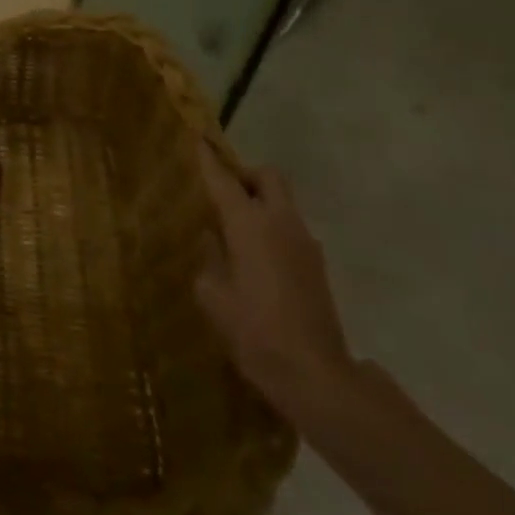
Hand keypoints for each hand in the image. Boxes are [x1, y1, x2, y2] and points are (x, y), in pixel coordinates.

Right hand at [193, 144, 355, 419]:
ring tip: (235, 230)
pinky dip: (272, 229)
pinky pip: (290, 230)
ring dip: (261, 204)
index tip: (197, 139)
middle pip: (268, 177)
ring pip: (282, 204)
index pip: (224, 179)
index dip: (208, 159)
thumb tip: (212, 241)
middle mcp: (281, 223)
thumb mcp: (213, 294)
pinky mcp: (317, 266)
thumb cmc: (254, 331)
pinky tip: (255, 259)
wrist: (315, 375)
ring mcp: (305, 243)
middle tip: (222, 192)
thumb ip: (210, 258)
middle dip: (245, 176)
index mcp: (250, 224)